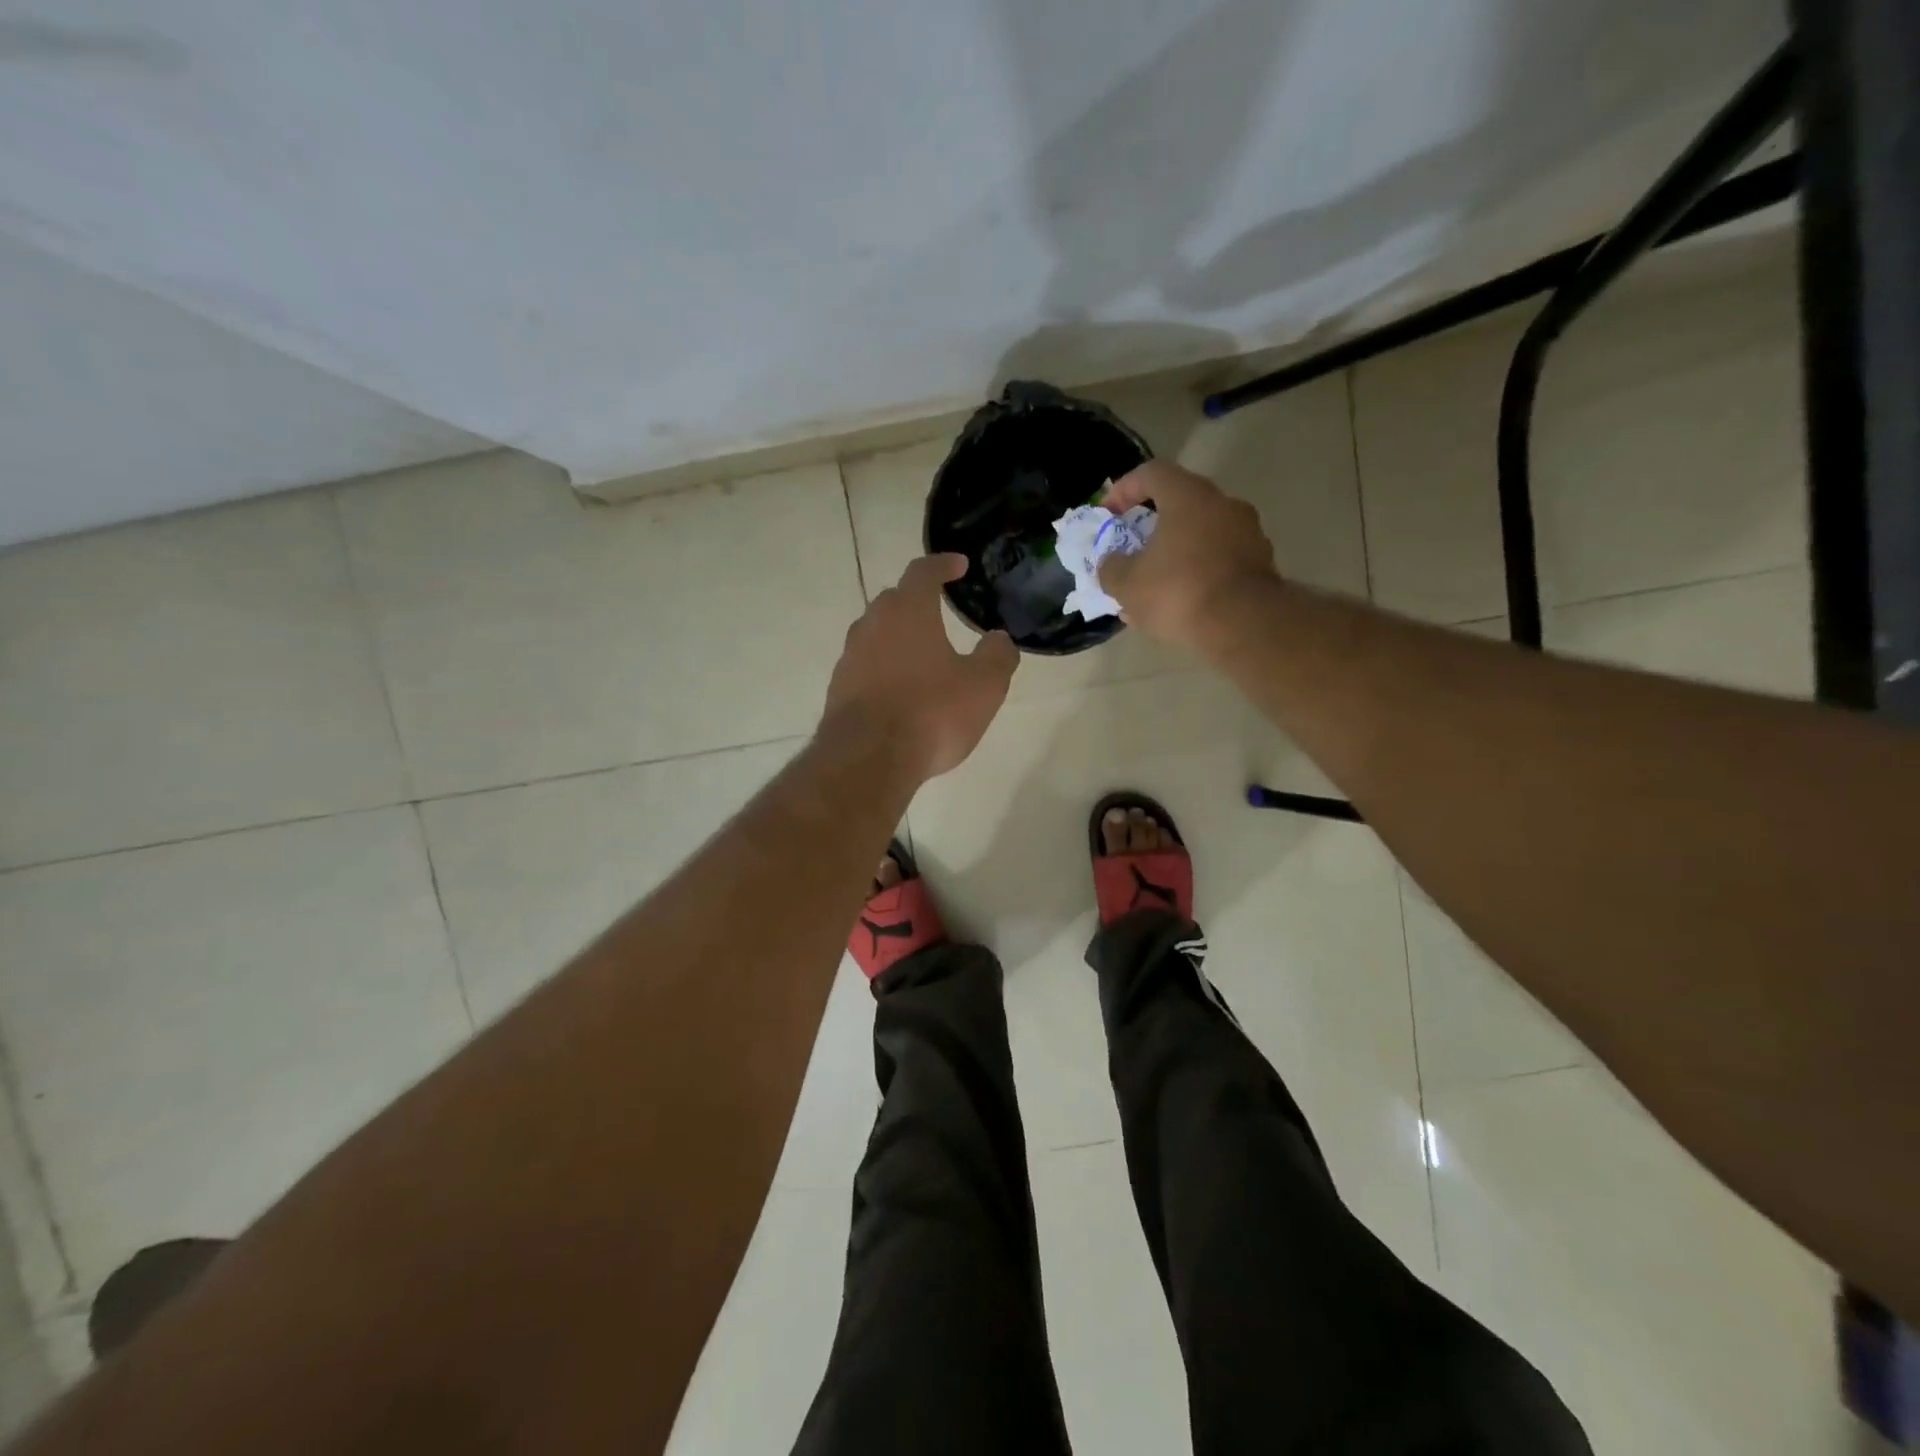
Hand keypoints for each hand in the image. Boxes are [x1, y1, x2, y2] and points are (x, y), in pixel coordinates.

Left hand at [823, 554, 1018, 781]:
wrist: (868, 759)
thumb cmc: (932, 712)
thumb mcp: (983, 686)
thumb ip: (997, 656)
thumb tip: (999, 639)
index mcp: (908, 611)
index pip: (923, 571)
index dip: (943, 564)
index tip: (959, 565)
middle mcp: (872, 624)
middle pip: (894, 600)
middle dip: (917, 601)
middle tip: (939, 611)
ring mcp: (850, 657)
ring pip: (876, 633)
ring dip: (898, 636)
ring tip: (921, 654)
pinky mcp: (838, 689)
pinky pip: (865, 666)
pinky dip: (884, 668)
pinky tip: (900, 690)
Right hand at [1098, 460, 1277, 651]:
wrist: (1244, 624)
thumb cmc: (1178, 591)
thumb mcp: (1126, 584)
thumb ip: (1111, 568)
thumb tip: (1112, 562)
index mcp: (1188, 497)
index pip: (1152, 473)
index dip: (1124, 489)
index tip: (1108, 514)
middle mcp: (1223, 504)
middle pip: (1179, 505)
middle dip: (1151, 529)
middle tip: (1131, 553)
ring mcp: (1248, 533)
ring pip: (1200, 537)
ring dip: (1173, 556)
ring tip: (1152, 591)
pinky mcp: (1261, 563)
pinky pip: (1219, 561)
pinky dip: (1197, 575)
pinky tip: (1179, 607)